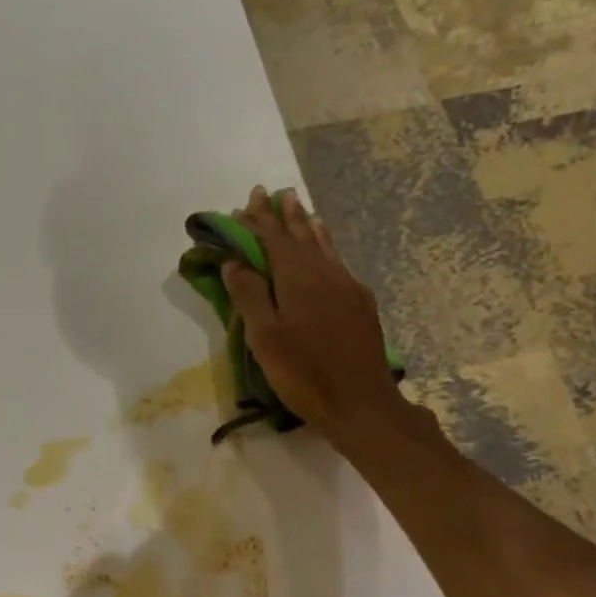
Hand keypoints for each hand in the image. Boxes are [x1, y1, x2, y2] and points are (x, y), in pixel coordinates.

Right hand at [221, 186, 412, 450]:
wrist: (360, 403)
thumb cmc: (303, 373)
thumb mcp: (265, 338)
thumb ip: (249, 296)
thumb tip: (234, 261)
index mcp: (298, 278)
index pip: (273, 240)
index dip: (258, 221)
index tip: (245, 201)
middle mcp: (326, 273)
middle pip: (301, 236)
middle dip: (283, 216)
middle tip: (273, 193)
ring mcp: (348, 286)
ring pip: (324, 246)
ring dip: (307, 225)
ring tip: (299, 207)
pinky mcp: (360, 304)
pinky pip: (337, 261)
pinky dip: (324, 246)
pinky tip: (324, 248)